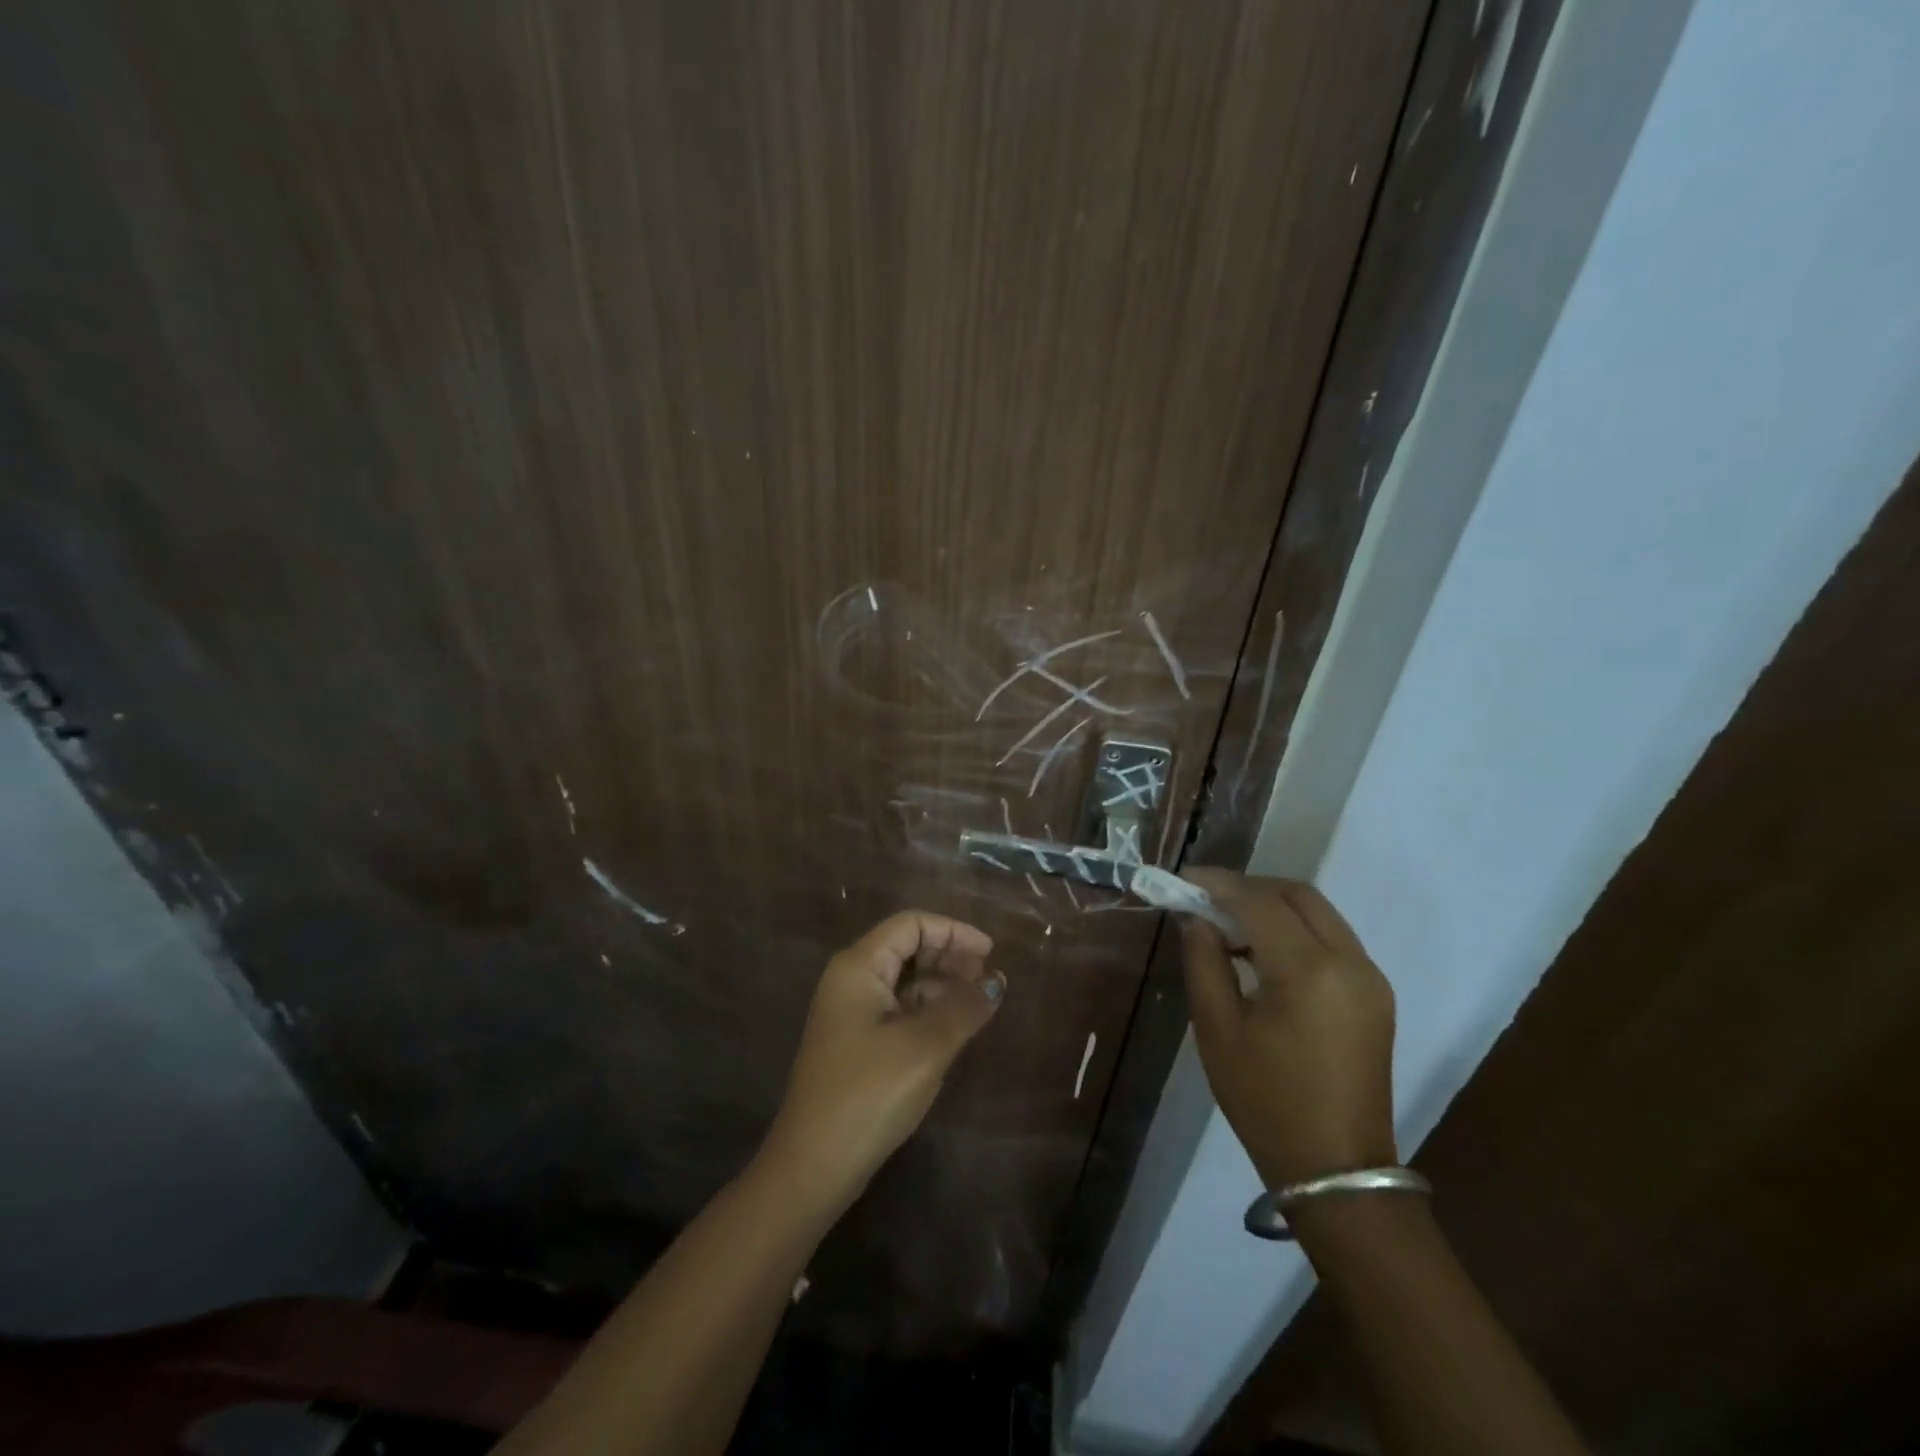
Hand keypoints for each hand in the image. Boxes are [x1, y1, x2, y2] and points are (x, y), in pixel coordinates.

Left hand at [762, 911, 1005, 1211]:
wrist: (813, 1166)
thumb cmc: (868, 1094)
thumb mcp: (925, 1046)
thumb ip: (964, 1007)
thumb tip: (996, 981)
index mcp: (859, 967)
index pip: (910, 924)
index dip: (953, 931)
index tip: (991, 952)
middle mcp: (850, 980)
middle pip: (906, 947)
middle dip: (949, 956)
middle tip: (988, 979)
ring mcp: (850, 1013)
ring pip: (903, 979)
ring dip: (941, 984)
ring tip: (978, 1004)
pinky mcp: (855, 1043)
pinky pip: (897, 1008)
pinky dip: (927, 1010)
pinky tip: (953, 1027)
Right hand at [1180, 870, 1397, 1188]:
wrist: (1336, 1169)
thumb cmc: (1265, 1101)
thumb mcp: (1217, 1029)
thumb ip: (1203, 961)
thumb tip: (1195, 918)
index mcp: (1309, 972)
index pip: (1259, 902)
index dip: (1217, 884)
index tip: (1182, 880)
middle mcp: (1350, 962)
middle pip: (1297, 894)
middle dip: (1248, 887)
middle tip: (1205, 899)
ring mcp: (1370, 977)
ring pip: (1318, 912)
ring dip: (1272, 905)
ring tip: (1227, 924)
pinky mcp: (1375, 993)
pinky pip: (1332, 938)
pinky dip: (1294, 928)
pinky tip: (1262, 950)